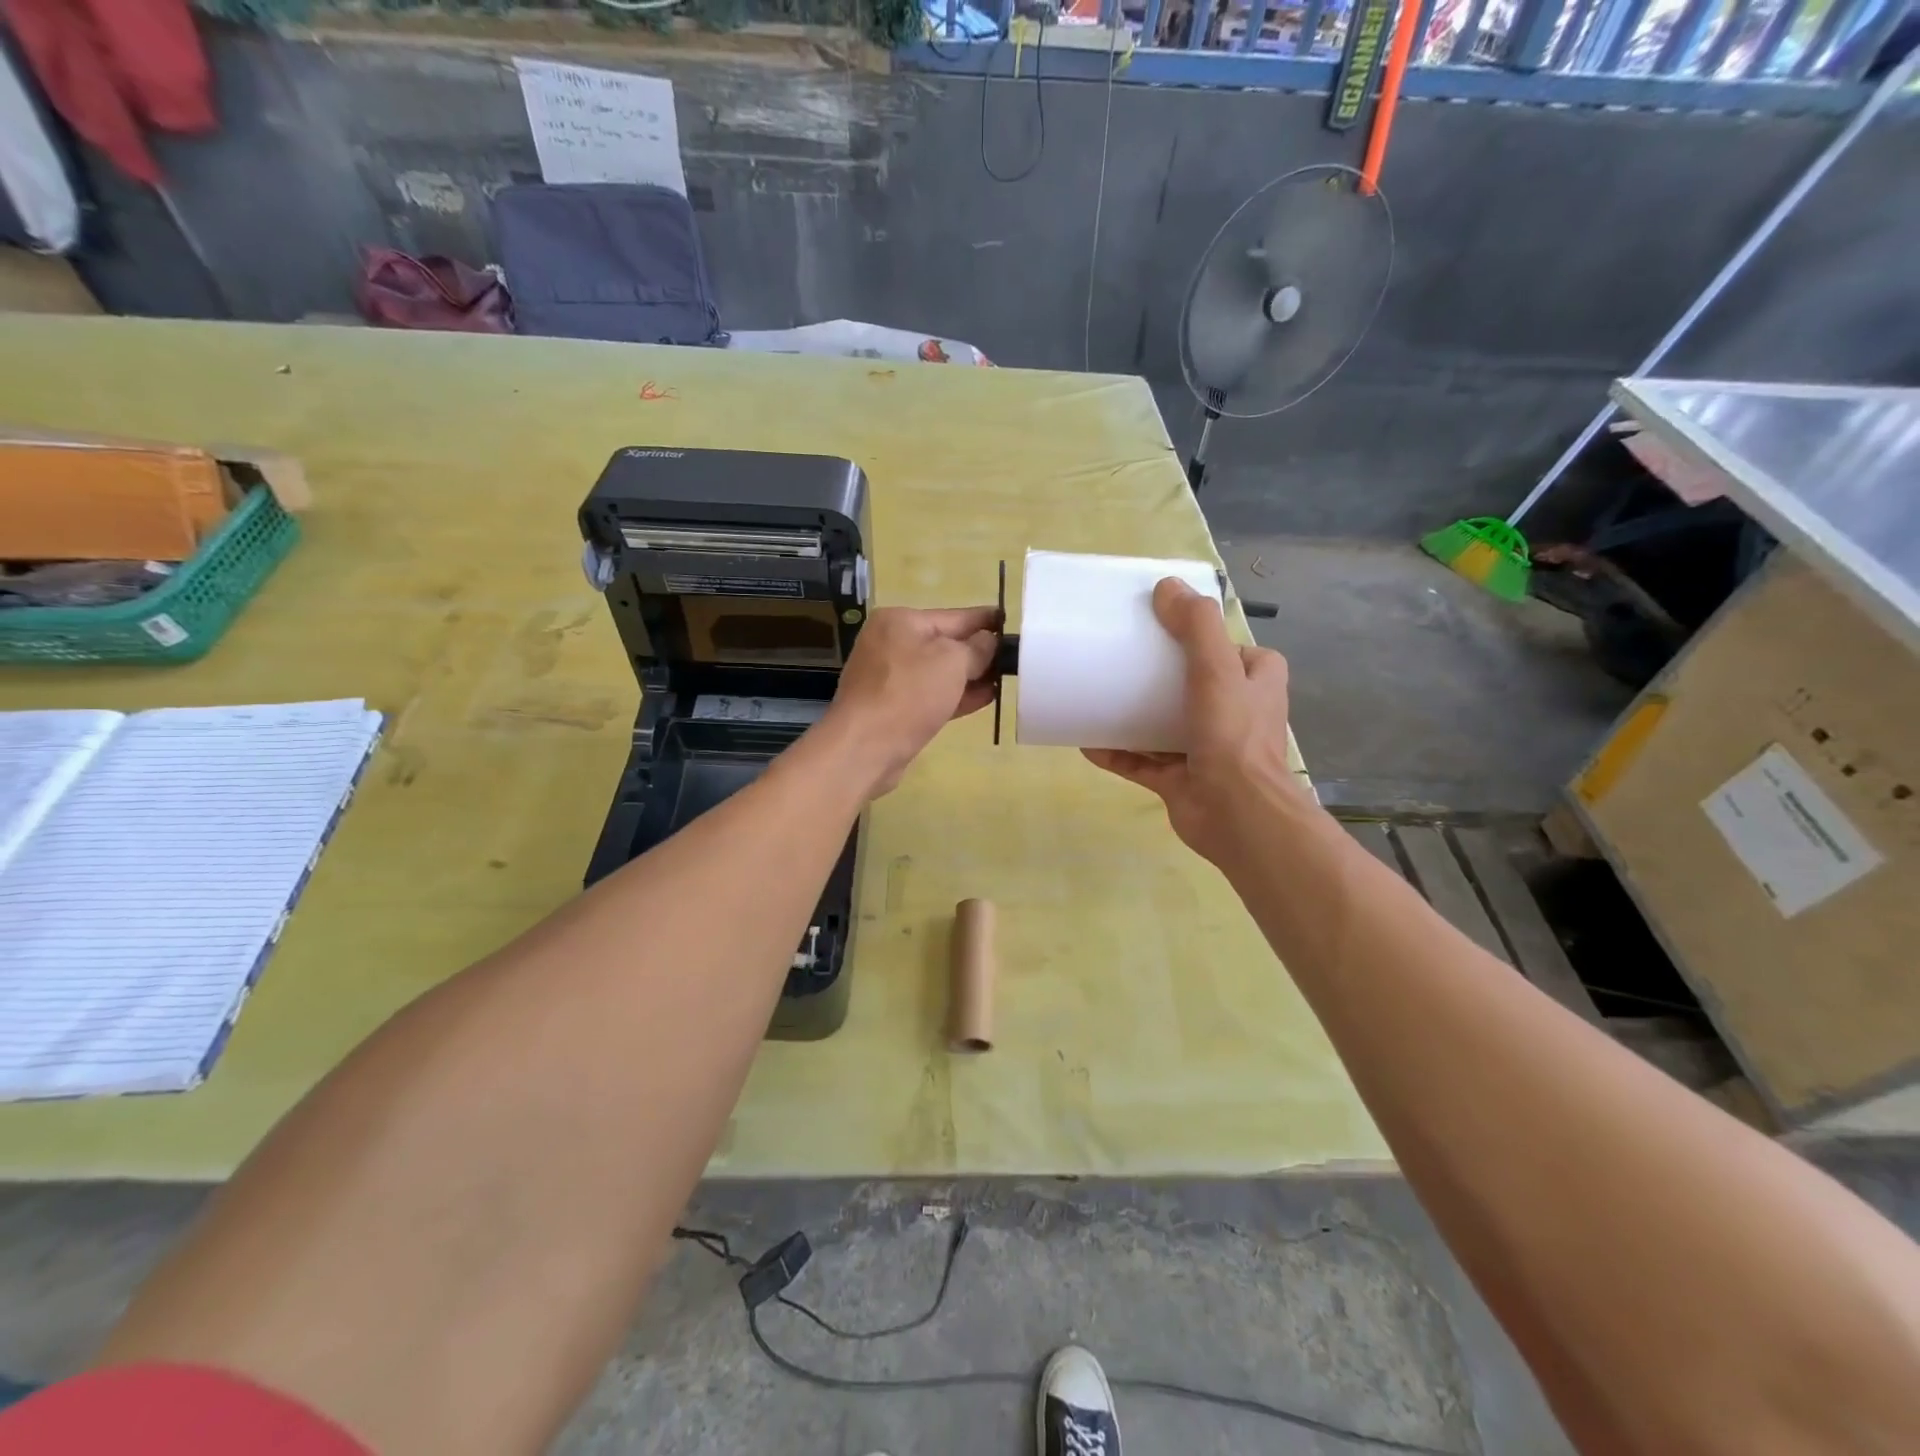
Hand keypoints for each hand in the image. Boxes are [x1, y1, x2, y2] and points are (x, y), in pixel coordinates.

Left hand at [823, 605, 999, 797]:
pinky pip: (932, 695)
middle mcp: (892, 644)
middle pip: (946, 643)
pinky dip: (957, 696)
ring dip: (972, 676)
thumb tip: (988, 642)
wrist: (865, 748)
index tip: (1012, 624)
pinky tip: (985, 698)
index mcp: (901, 621)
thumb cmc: (909, 693)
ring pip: (940, 672)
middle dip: (980, 651)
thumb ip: (976, 648)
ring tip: (1006, 679)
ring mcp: (890, 678)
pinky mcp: (894, 708)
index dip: (986, 620)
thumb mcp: (952, 661)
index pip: (955, 616)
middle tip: (1015, 658)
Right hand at [1083, 578, 1299, 866]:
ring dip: (1132, 714)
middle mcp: (1235, 714)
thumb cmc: (1233, 736)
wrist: (1237, 815)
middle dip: (1156, 676)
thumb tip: (1166, 586)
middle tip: (1120, 660)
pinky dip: (1116, 752)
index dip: (1202, 638)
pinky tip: (1086, 741)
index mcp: (1255, 682)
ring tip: (1096, 697)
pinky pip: (1141, 761)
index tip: (1161, 629)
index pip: (1230, 650)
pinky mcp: (1179, 780)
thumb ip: (1195, 626)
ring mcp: (1205, 749)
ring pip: (1162, 724)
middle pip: (1190, 685)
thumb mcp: (1218, 668)